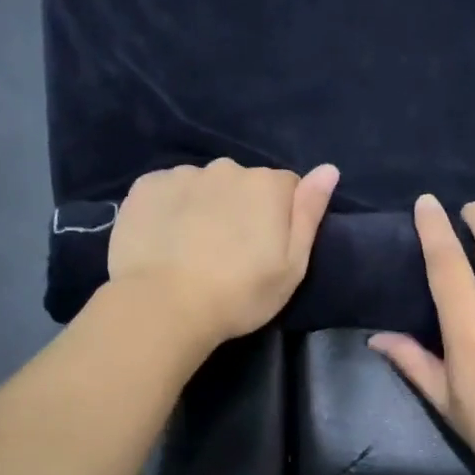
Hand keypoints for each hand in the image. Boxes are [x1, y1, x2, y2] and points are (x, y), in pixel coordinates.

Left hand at [108, 158, 339, 345]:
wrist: (164, 306)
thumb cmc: (239, 294)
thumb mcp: (292, 266)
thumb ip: (309, 213)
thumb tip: (328, 169)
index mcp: (267, 185)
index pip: (286, 187)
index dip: (280, 216)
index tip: (267, 248)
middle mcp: (227, 168)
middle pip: (243, 183)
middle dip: (241, 207)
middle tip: (229, 252)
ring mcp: (182, 175)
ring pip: (203, 185)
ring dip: (204, 206)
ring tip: (193, 249)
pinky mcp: (146, 187)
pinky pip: (167, 191)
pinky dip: (169, 208)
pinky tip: (165, 240)